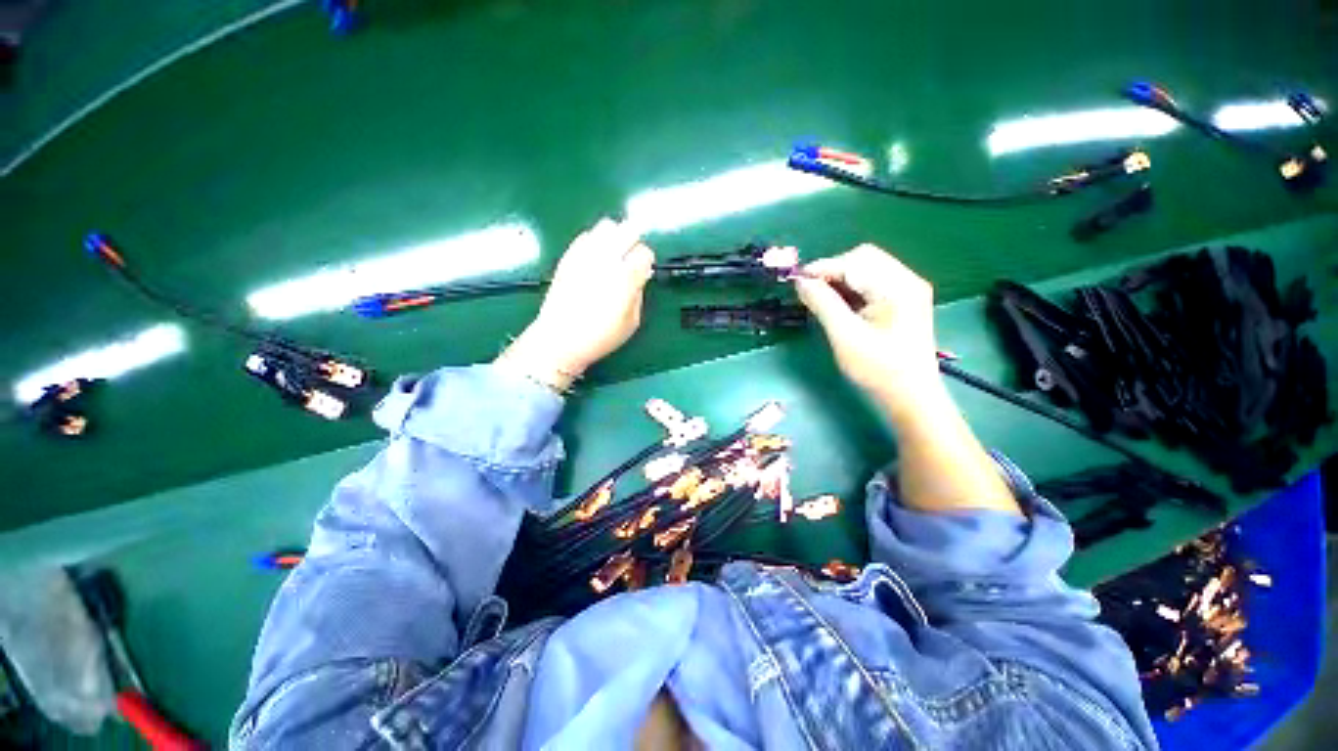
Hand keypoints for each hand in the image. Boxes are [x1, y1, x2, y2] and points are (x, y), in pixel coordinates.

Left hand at [498, 218, 654, 389]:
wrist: (560, 338)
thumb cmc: (600, 336)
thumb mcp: (631, 322)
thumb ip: (639, 294)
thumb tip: (640, 276)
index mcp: (625, 278)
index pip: (644, 252)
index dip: (646, 262)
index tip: (643, 272)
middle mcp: (606, 260)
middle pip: (628, 230)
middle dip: (634, 242)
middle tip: (630, 259)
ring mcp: (585, 255)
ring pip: (607, 226)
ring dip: (615, 236)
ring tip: (613, 255)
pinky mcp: (568, 256)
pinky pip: (586, 235)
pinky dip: (595, 241)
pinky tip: (595, 258)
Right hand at [794, 244, 941, 410]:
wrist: (910, 396)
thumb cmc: (878, 369)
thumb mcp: (845, 336)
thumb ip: (822, 304)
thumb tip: (801, 282)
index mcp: (897, 287)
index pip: (854, 261)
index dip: (822, 268)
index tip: (796, 281)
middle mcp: (907, 280)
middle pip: (863, 258)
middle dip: (832, 271)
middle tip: (809, 291)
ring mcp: (908, 289)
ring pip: (867, 268)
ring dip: (841, 279)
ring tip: (821, 299)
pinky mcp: (904, 300)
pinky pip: (873, 282)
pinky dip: (852, 288)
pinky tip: (839, 304)